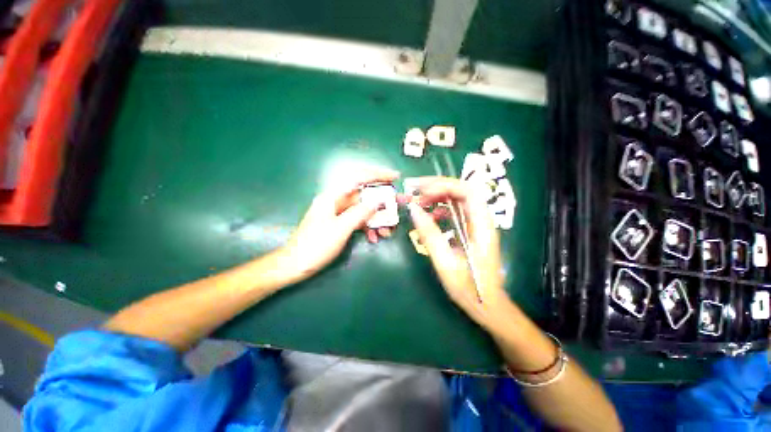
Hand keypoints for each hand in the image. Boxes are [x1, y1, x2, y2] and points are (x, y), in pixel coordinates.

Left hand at [282, 168, 399, 280]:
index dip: (378, 175)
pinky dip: (368, 228)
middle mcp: (337, 201)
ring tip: (387, 232)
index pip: (358, 178)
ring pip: (364, 210)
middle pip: (364, 196)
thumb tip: (378, 201)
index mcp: (333, 196)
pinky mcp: (340, 224)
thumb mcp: (340, 229)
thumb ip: (360, 213)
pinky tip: (374, 238)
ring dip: (377, 220)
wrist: (296, 265)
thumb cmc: (315, 245)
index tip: (395, 177)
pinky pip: (359, 221)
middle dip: (383, 203)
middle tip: (398, 207)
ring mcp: (339, 213)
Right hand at [407, 176, 510, 326]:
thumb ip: (430, 234)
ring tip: (419, 202)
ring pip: (458, 198)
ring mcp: (477, 224)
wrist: (487, 304)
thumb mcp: (445, 262)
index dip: (443, 186)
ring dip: (437, 195)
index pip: (467, 191)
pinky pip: (455, 210)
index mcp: (482, 226)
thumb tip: (413, 209)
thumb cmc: (469, 287)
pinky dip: (440, 208)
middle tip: (414, 190)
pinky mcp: (470, 229)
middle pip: (462, 190)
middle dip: (437, 186)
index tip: (421, 192)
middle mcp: (482, 220)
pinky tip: (430, 216)